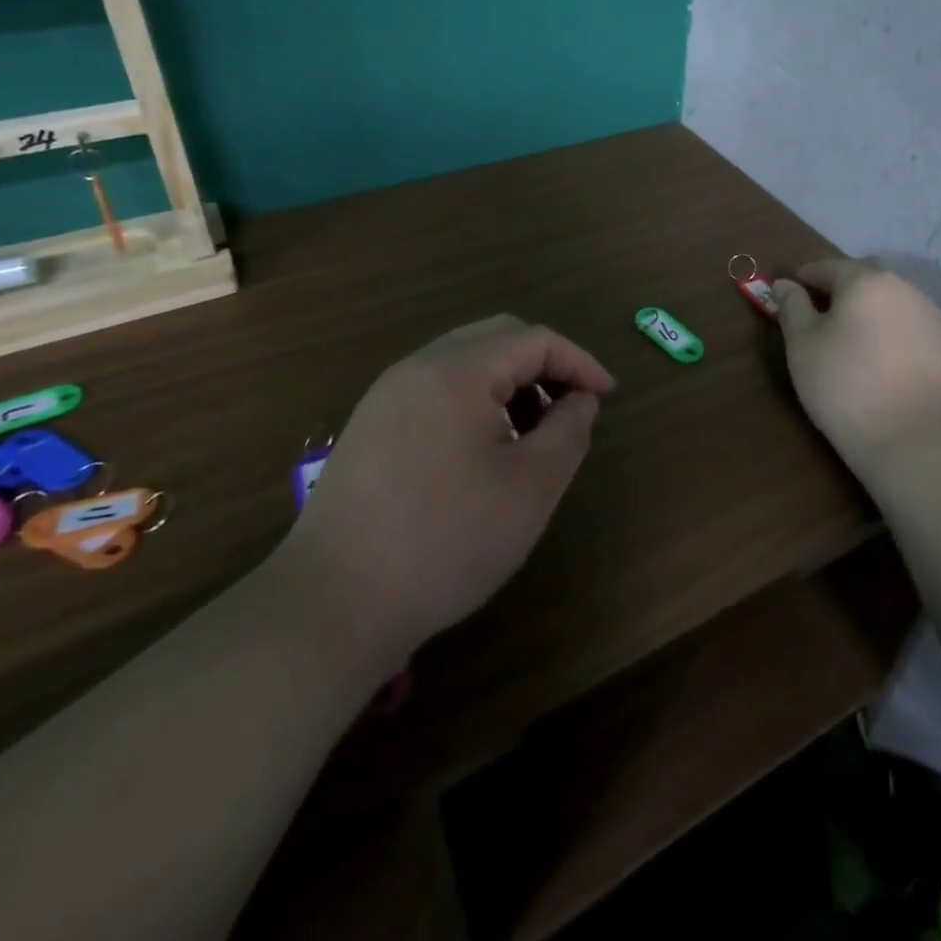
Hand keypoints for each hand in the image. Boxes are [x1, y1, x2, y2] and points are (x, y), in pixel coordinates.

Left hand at [290, 315, 614, 660]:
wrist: (334, 603)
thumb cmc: (446, 540)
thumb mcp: (531, 488)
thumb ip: (568, 431)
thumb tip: (580, 400)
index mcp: (458, 370)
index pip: (534, 339)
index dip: (579, 362)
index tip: (606, 397)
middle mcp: (418, 367)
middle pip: (496, 338)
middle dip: (543, 365)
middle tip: (570, 408)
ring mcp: (387, 395)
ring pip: (464, 362)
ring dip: (509, 383)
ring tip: (531, 433)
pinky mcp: (371, 426)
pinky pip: (436, 389)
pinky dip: (475, 401)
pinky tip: (483, 450)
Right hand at [773, 259, 940, 483]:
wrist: (912, 438)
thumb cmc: (844, 384)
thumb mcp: (802, 344)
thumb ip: (792, 306)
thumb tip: (785, 284)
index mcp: (865, 280)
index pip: (827, 267)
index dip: (804, 278)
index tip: (789, 295)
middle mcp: (903, 288)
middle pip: (862, 279)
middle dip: (838, 291)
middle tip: (816, 317)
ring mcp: (930, 316)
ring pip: (888, 301)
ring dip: (866, 310)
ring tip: (847, 340)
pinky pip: (906, 325)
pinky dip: (887, 331)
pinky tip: (877, 359)